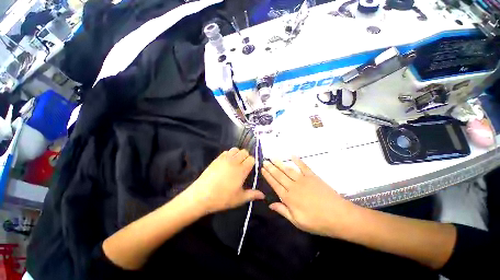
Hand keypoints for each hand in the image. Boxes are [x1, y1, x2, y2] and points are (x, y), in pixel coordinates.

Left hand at [188, 148, 264, 213]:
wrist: (201, 196)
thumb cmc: (222, 198)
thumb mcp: (239, 199)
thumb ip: (252, 195)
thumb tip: (263, 195)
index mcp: (241, 170)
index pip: (251, 159)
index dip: (252, 163)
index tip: (250, 169)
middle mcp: (234, 161)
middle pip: (244, 152)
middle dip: (246, 157)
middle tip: (243, 166)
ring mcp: (224, 159)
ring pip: (235, 149)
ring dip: (238, 154)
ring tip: (235, 162)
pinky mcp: (217, 159)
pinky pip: (226, 151)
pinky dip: (229, 154)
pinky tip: (227, 163)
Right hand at [262, 156, 354, 236]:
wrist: (339, 216)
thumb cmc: (318, 222)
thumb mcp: (298, 222)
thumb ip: (283, 211)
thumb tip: (270, 204)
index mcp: (289, 198)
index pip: (275, 185)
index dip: (268, 177)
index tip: (262, 169)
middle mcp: (294, 187)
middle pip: (279, 175)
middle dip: (271, 168)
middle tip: (264, 161)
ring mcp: (303, 180)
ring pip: (288, 170)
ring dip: (280, 163)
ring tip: (273, 157)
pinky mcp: (313, 176)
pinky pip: (303, 166)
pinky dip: (297, 160)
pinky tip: (292, 155)